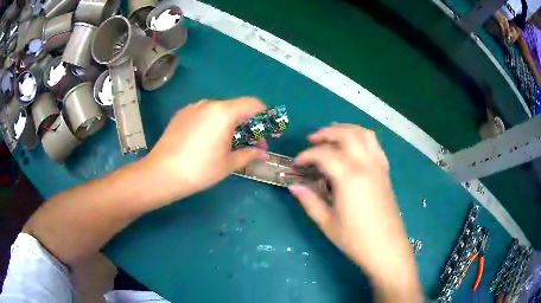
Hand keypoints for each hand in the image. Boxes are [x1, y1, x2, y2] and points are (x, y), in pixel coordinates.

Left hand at [143, 97, 268, 206]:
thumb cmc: (199, 169)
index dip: (266, 115)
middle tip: (252, 144)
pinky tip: (209, 140)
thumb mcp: (228, 163)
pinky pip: (204, 114)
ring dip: (231, 123)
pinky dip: (214, 123)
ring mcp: (193, 107)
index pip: (253, 104)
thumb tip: (262, 153)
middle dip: (249, 124)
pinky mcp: (181, 114)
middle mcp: (209, 104)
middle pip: (236, 107)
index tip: (270, 131)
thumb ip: (249, 154)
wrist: (162, 173)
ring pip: (220, 110)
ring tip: (230, 144)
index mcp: (224, 112)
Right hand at [289, 124, 419, 296]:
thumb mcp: (328, 223)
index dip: (307, 155)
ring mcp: (379, 166)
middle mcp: (366, 165)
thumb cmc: (356, 240)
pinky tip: (353, 149)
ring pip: (364, 134)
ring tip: (332, 137)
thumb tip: (293, 187)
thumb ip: (309, 201)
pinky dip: (361, 138)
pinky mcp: (386, 172)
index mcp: (350, 178)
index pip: (324, 154)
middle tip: (312, 140)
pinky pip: (375, 144)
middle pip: (346, 134)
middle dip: (326, 133)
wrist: (387, 249)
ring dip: (346, 130)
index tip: (296, 163)